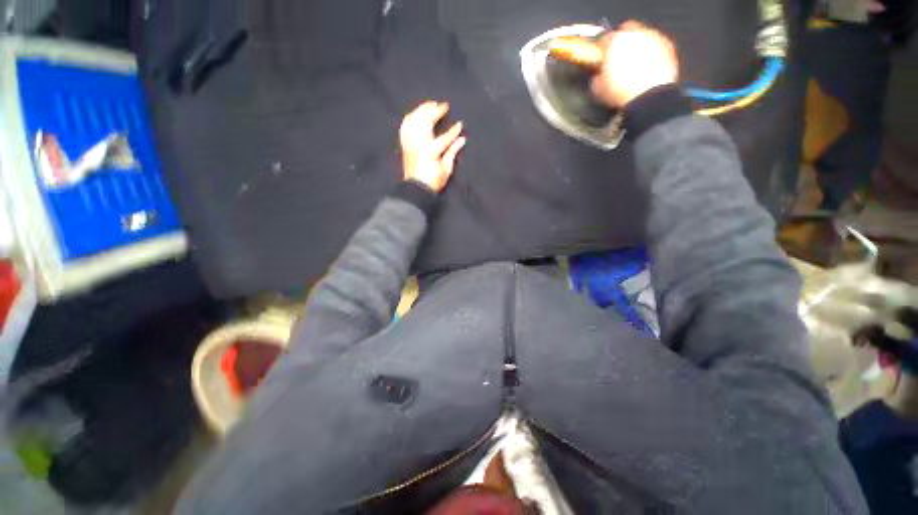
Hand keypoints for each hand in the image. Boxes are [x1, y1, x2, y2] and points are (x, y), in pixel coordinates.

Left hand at [399, 101, 466, 192]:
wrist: (416, 187)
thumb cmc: (433, 181)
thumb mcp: (446, 169)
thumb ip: (453, 152)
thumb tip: (462, 140)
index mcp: (431, 150)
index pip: (445, 136)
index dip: (453, 131)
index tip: (460, 124)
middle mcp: (419, 143)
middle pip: (427, 121)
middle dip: (436, 111)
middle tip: (443, 105)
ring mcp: (411, 142)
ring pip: (415, 120)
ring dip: (422, 110)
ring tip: (430, 104)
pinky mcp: (405, 144)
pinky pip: (405, 126)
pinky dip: (410, 118)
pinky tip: (415, 114)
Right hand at [590, 21, 679, 108]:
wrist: (648, 97)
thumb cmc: (620, 91)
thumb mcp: (598, 89)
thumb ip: (597, 76)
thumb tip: (599, 75)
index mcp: (615, 41)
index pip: (605, 39)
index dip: (602, 50)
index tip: (601, 59)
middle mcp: (635, 33)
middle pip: (626, 31)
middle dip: (622, 42)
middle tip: (618, 59)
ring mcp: (654, 37)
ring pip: (643, 37)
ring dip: (638, 47)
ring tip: (634, 65)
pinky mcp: (668, 46)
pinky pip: (657, 46)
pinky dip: (652, 53)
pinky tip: (647, 68)